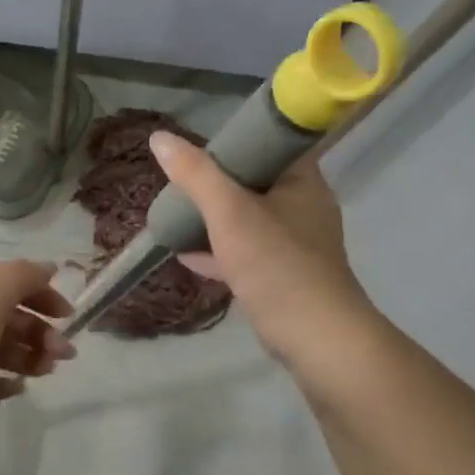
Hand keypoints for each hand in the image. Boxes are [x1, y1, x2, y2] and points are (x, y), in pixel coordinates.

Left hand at [0, 260, 74, 439]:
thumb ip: (24, 276)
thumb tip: (48, 267)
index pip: (8, 277)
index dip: (42, 293)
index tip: (69, 317)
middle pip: (2, 314)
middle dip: (38, 331)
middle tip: (64, 355)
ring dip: (24, 356)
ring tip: (46, 373)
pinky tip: (17, 390)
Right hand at [149, 131, 378, 367]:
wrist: (314, 336)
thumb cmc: (276, 263)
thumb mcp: (229, 212)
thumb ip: (195, 175)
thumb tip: (159, 138)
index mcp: (302, 180)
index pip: (268, 142)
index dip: (233, 140)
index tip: (197, 148)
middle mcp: (303, 205)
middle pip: (253, 181)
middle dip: (214, 183)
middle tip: (179, 182)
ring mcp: (295, 242)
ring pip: (247, 219)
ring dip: (213, 218)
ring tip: (177, 215)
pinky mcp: (284, 273)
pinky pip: (246, 252)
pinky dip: (219, 250)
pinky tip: (186, 255)